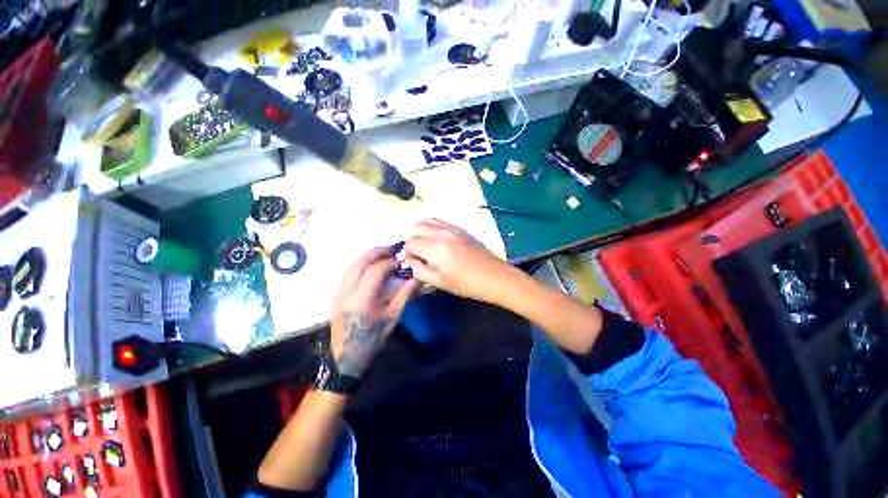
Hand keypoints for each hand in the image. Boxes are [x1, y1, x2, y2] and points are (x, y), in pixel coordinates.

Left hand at [331, 247, 417, 376]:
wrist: (346, 357)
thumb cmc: (372, 339)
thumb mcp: (392, 318)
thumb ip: (403, 296)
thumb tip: (414, 278)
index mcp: (362, 300)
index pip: (375, 271)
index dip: (389, 263)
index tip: (400, 263)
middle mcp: (347, 292)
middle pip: (359, 263)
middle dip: (376, 252)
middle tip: (391, 249)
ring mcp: (339, 293)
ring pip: (351, 265)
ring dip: (366, 256)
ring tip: (381, 253)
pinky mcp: (337, 295)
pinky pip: (347, 272)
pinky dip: (359, 263)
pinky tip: (369, 265)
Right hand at [403, 219, 514, 302]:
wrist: (493, 276)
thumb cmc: (465, 283)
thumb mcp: (438, 282)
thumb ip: (419, 270)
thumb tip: (411, 260)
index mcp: (434, 247)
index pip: (411, 243)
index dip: (407, 253)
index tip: (412, 262)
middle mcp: (441, 233)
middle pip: (416, 227)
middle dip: (412, 239)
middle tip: (418, 253)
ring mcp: (452, 228)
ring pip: (427, 220)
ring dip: (421, 231)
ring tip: (426, 245)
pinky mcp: (460, 228)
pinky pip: (439, 222)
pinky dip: (432, 228)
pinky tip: (438, 242)